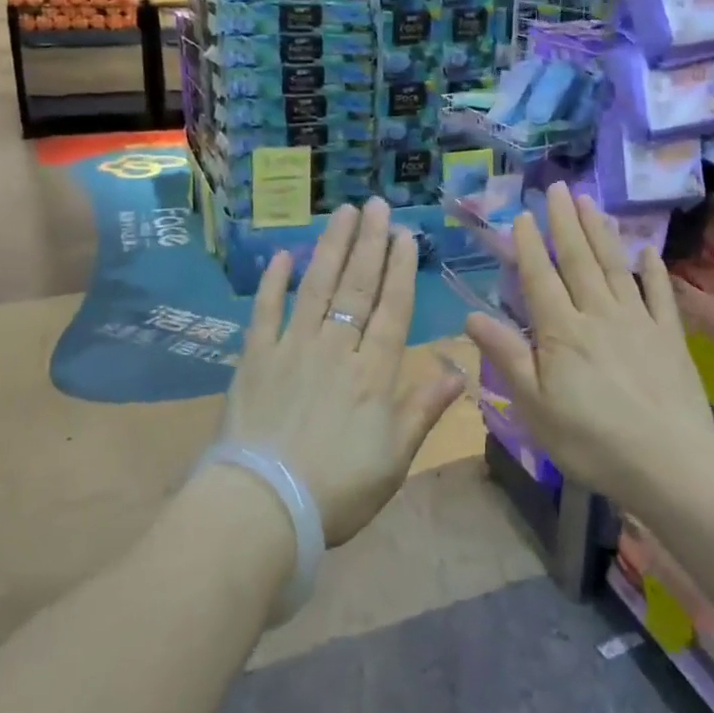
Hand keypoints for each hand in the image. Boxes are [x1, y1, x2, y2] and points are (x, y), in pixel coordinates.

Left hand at [221, 198, 464, 545]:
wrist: (262, 507)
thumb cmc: (337, 490)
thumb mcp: (394, 460)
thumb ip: (423, 409)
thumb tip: (458, 370)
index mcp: (373, 373)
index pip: (392, 310)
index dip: (401, 270)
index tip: (405, 235)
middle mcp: (336, 348)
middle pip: (357, 287)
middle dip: (370, 243)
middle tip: (377, 205)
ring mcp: (292, 348)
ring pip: (317, 287)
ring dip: (332, 248)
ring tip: (343, 213)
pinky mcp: (254, 358)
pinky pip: (265, 311)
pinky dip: (274, 282)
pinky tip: (284, 255)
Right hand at [465, 183, 713, 511]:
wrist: (671, 463)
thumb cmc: (591, 441)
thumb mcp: (535, 406)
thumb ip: (507, 356)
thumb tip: (471, 317)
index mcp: (562, 332)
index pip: (541, 278)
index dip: (530, 245)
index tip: (522, 214)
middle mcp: (598, 314)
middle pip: (579, 260)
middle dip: (565, 222)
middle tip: (558, 187)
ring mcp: (638, 322)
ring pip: (615, 266)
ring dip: (600, 232)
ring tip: (589, 201)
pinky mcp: (669, 336)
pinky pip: (661, 295)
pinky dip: (654, 271)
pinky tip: (648, 251)